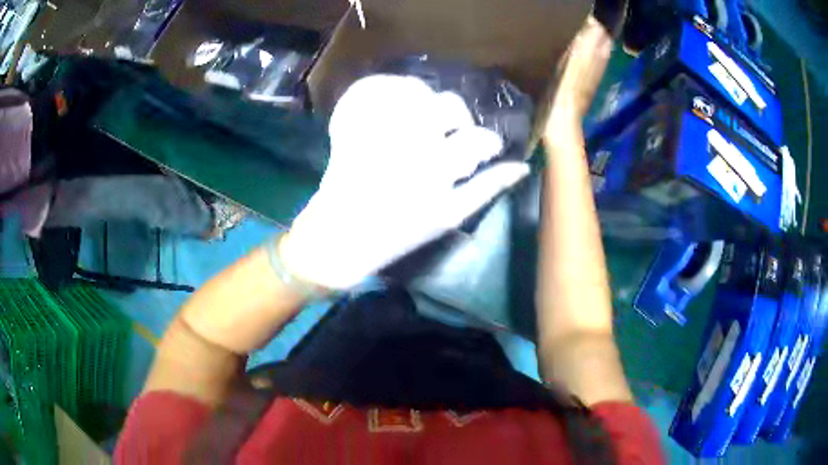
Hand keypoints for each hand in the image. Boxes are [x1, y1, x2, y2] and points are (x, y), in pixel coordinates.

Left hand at [281, 75, 529, 288]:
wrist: (342, 234)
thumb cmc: (399, 233)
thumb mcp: (449, 216)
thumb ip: (487, 188)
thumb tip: (521, 167)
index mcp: (438, 168)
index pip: (479, 138)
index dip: (487, 141)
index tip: (485, 147)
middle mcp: (411, 141)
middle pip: (450, 105)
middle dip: (458, 117)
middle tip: (452, 131)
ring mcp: (380, 129)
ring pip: (417, 90)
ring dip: (427, 99)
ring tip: (424, 117)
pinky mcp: (355, 124)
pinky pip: (374, 89)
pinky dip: (389, 88)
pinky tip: (396, 103)